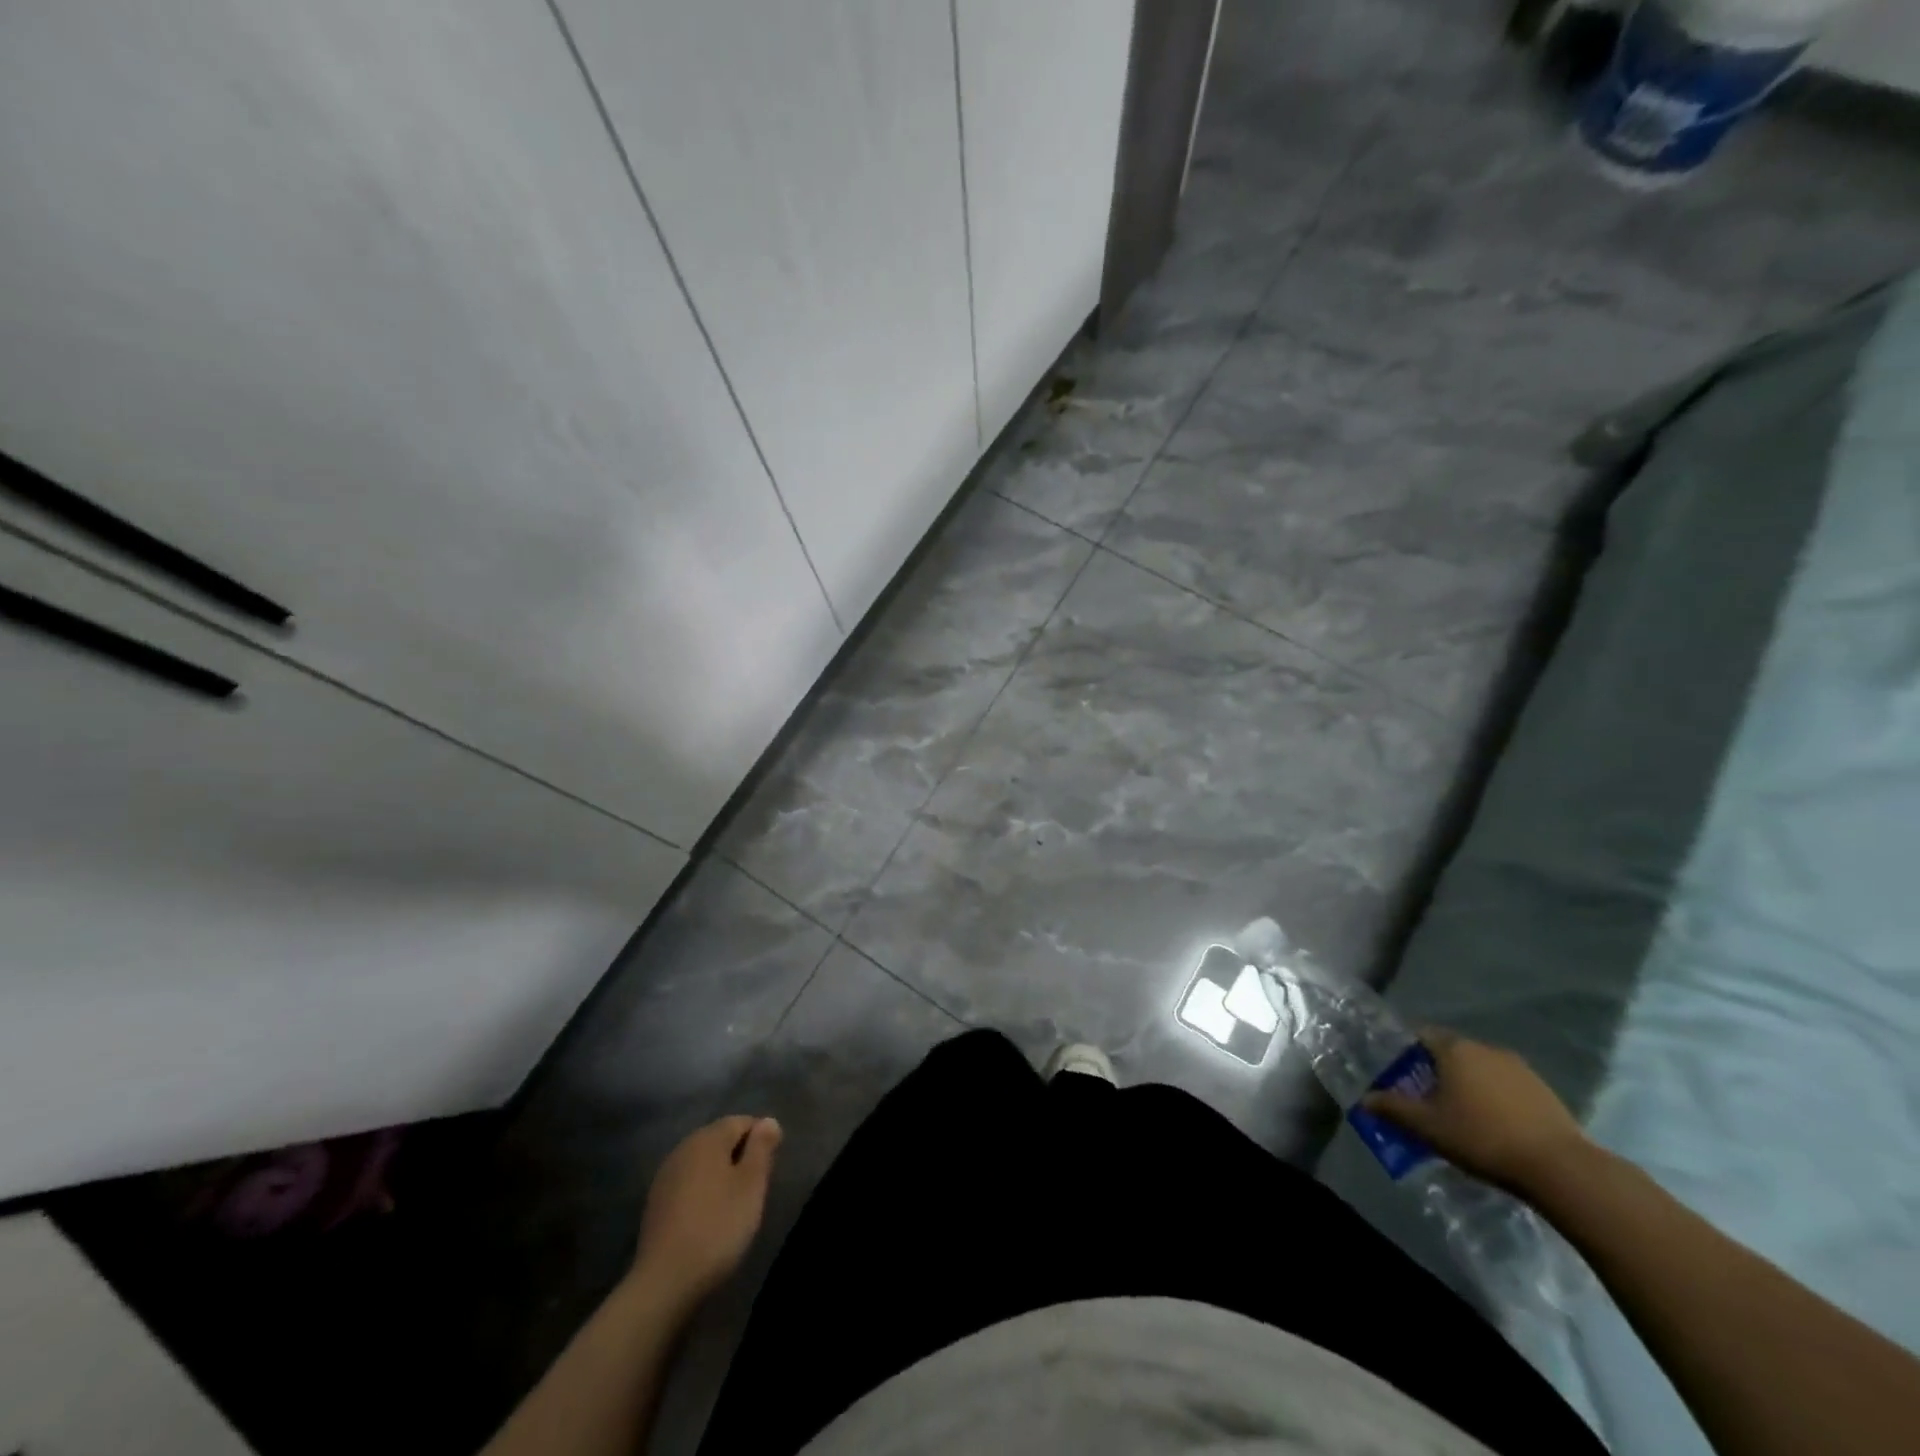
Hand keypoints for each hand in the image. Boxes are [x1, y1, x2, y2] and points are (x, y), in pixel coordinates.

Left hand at [632, 1115, 781, 1309]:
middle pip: (720, 1140)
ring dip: (722, 1175)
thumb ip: (761, 1148)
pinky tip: (709, 1218)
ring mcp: (665, 1177)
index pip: (742, 1122)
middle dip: (741, 1156)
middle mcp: (683, 1148)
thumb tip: (768, 1121)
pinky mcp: (655, 1204)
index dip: (761, 1139)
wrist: (665, 1282)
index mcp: (707, 1138)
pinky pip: (688, 1185)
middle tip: (755, 1188)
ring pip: (703, 1163)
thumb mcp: (751, 1185)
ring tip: (735, 1205)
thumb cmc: (718, 1226)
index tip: (770, 1168)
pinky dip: (703, 1193)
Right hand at [1363, 1030, 1589, 1195]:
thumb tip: (1365, 1099)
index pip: (1422, 1036)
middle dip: (1438, 1071)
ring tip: (1464, 1115)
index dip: (1408, 1053)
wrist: (1560, 1167)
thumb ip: (1394, 1108)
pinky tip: (1497, 1125)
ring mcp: (1519, 1068)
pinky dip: (1496, 1097)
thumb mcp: (1429, 1127)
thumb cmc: (1482, 1137)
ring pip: (1482, 1069)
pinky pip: (1507, 1085)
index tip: (1401, 1075)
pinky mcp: (1545, 1090)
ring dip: (1470, 1084)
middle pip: (1452, 1052)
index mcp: (1454, 1049)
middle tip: (1429, 1099)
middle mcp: (1485, 1048)